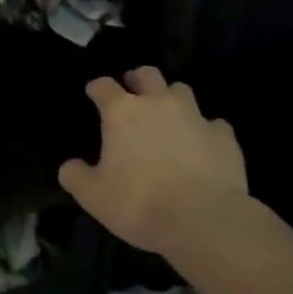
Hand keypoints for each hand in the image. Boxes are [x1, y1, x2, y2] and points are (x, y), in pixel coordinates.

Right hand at [59, 66, 250, 256]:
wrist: (203, 219)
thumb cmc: (139, 203)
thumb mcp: (94, 196)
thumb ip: (76, 177)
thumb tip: (69, 166)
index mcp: (123, 112)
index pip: (104, 86)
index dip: (97, 88)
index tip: (93, 93)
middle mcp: (158, 103)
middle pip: (147, 74)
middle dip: (138, 79)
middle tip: (133, 92)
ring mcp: (195, 116)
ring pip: (181, 90)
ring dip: (172, 99)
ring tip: (169, 116)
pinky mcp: (224, 136)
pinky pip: (213, 124)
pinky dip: (206, 130)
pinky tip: (203, 145)